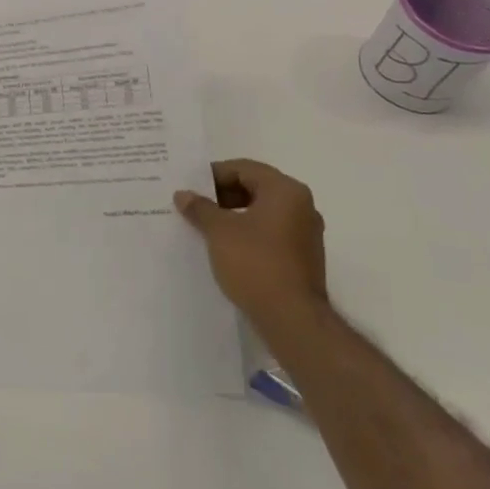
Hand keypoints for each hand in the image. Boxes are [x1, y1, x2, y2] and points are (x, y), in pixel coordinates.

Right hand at [175, 159, 327, 332]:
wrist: (292, 319)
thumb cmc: (255, 264)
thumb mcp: (219, 231)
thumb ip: (200, 208)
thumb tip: (183, 194)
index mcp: (285, 191)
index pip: (244, 169)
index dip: (213, 175)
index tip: (190, 187)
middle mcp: (302, 206)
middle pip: (255, 187)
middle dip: (222, 195)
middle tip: (194, 205)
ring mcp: (306, 233)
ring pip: (262, 212)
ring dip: (233, 215)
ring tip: (205, 227)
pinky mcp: (303, 257)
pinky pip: (270, 233)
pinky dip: (248, 233)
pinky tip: (225, 247)